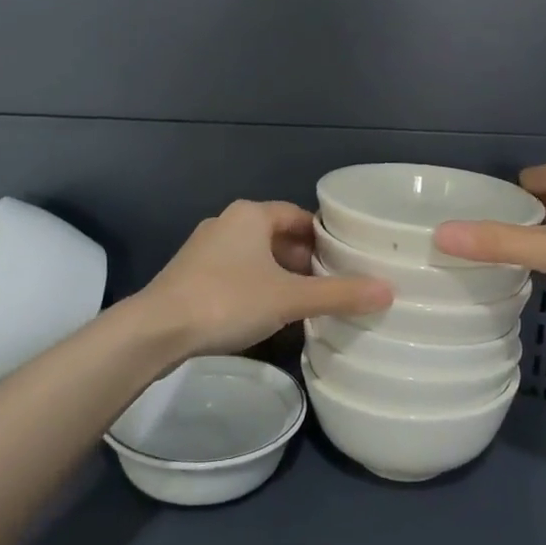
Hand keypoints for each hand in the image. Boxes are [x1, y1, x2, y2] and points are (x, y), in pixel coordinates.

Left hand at [138, 201, 391, 358]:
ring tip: (306, 302)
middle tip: (332, 285)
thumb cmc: (228, 301)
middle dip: (304, 259)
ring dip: (281, 275)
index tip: (347, 259)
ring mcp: (205, 248)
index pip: (299, 216)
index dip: (325, 237)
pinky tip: (267, 313)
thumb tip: (389, 291)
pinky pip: (236, 273)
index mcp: (251, 215)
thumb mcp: (290, 298)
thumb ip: (339, 294)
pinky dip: (257, 286)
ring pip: (256, 256)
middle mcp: (227, 223)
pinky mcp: (190, 274)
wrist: (156, 330)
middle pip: (278, 236)